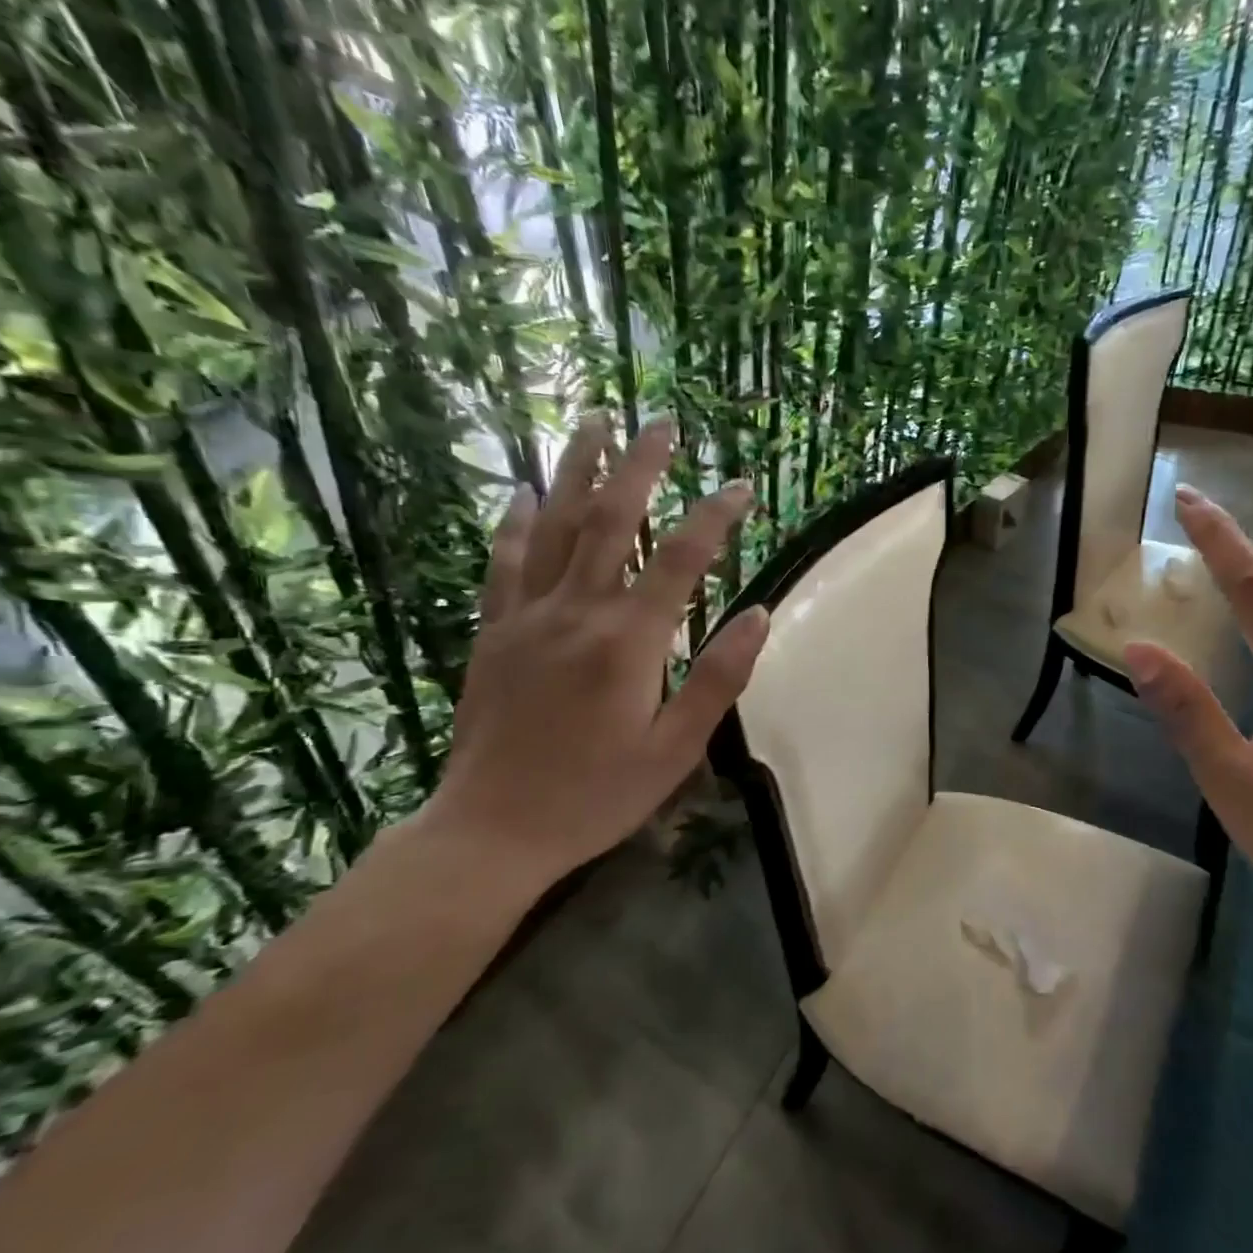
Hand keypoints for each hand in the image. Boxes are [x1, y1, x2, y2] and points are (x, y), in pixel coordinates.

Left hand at [421, 418, 767, 886]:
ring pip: (554, 527)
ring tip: (592, 421)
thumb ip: (720, 678)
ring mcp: (527, 618)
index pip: (682, 561)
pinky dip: (516, 523)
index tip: (741, 486)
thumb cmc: (596, 796)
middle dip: (640, 467)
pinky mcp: (493, 633)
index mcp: (628, 643)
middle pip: (612, 521)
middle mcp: (576, 613)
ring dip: (576, 470)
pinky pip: (505, 564)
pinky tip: (523, 492)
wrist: (491, 831)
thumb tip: (761, 614)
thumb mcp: (677, 748)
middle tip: (661, 423)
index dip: (715, 518)